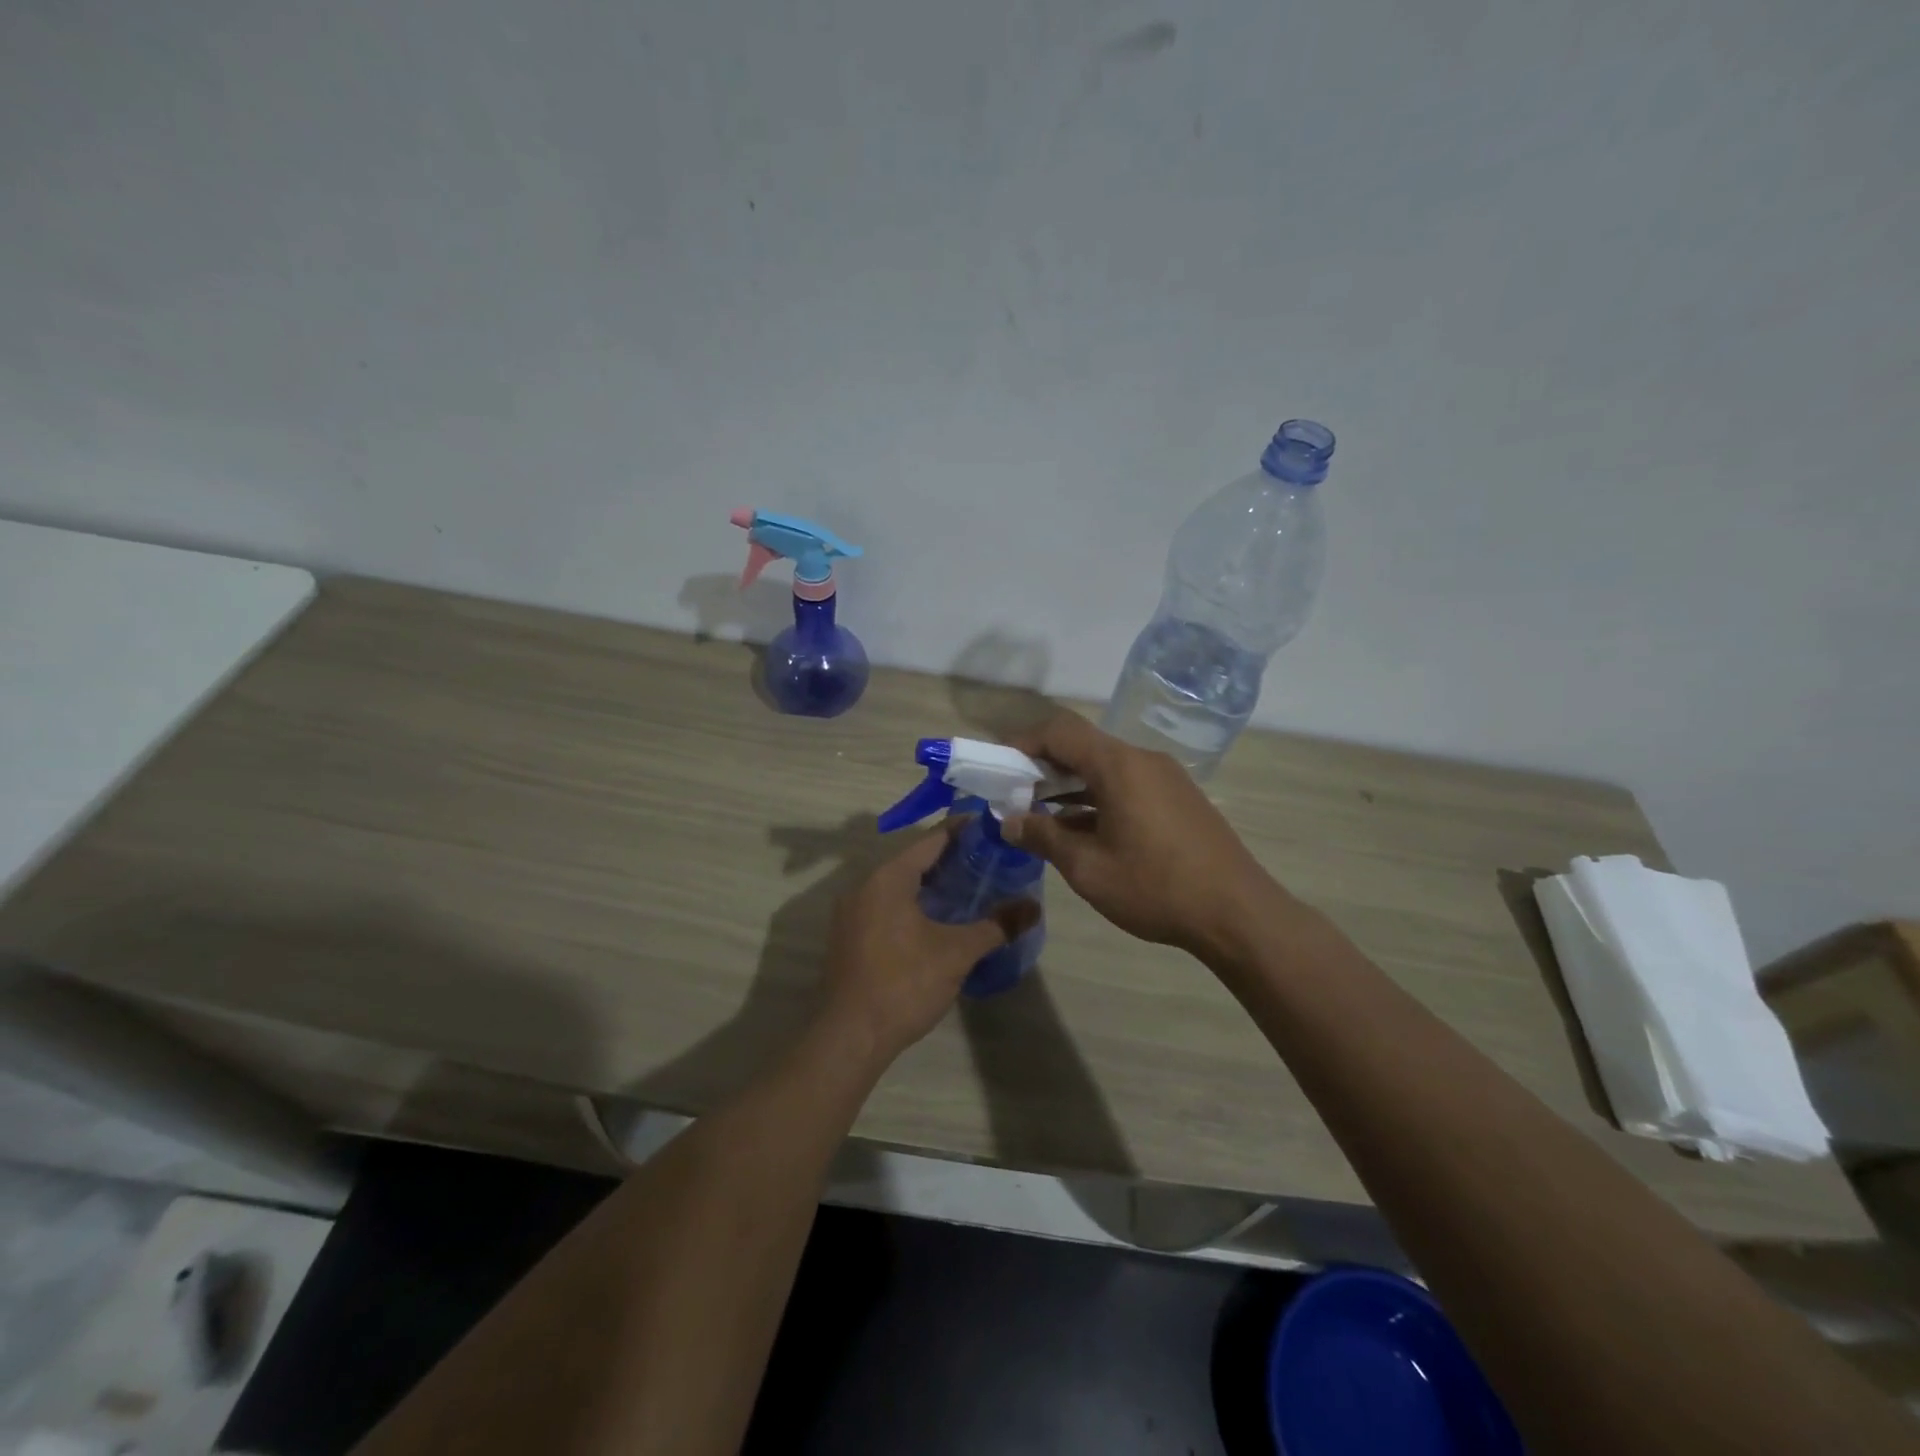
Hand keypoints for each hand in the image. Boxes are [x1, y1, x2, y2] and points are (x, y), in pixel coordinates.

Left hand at [819, 827, 1039, 1064]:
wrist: (850, 1037)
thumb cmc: (904, 983)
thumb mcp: (956, 953)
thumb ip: (996, 925)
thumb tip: (1034, 908)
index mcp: (888, 878)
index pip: (931, 839)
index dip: (963, 831)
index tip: (992, 828)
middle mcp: (864, 885)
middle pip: (913, 860)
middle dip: (950, 859)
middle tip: (989, 861)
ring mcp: (851, 912)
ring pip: (898, 884)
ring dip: (930, 884)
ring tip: (969, 888)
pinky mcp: (848, 936)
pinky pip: (885, 905)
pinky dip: (912, 903)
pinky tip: (937, 920)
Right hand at [1003, 713, 1286, 959]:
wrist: (1238, 914)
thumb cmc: (1156, 887)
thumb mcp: (1088, 867)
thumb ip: (1043, 837)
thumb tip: (1009, 821)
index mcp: (1119, 766)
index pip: (1060, 731)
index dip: (1022, 742)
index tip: (997, 767)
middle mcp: (1143, 760)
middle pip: (1082, 746)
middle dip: (1042, 765)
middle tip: (1012, 794)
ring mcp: (1165, 778)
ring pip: (1104, 767)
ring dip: (1069, 784)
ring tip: (1038, 813)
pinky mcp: (1177, 799)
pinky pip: (1126, 785)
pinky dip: (1096, 797)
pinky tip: (1079, 829)